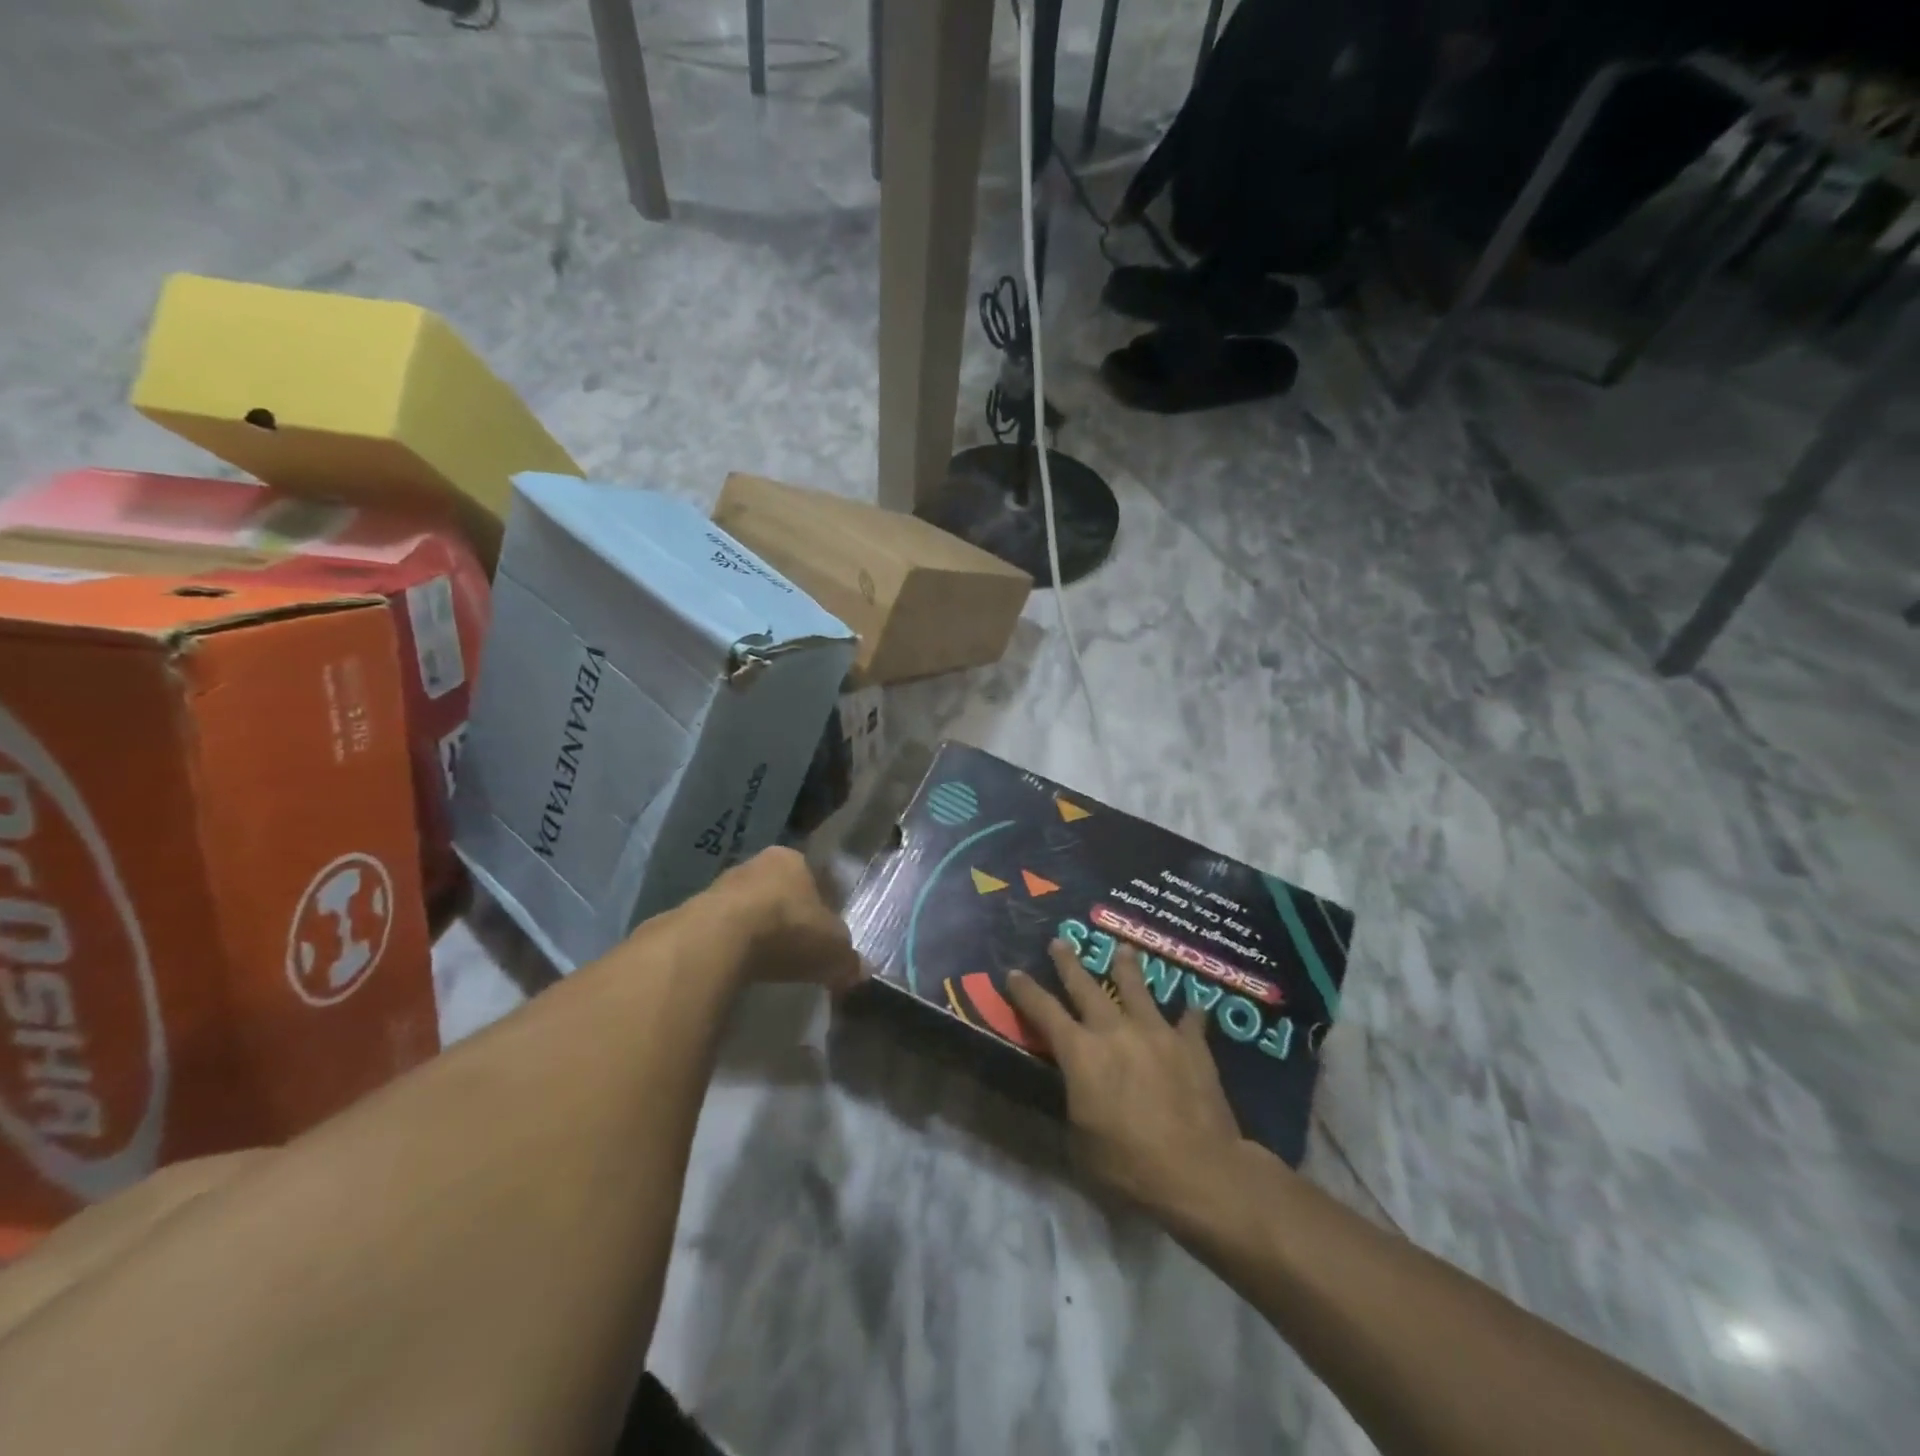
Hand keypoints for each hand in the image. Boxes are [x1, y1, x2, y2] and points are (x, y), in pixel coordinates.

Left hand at [710, 846, 863, 991]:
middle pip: (778, 890)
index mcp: (793, 860)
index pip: (814, 877)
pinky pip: (721, 931)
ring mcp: (720, 885)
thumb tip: (861, 971)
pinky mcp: (693, 912)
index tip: (823, 931)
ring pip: (747, 908)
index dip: (822, 904)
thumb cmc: (788, 929)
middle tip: (797, 948)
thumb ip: (848, 959)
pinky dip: (731, 947)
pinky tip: (738, 969)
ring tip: (766, 962)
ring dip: (756, 931)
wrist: (718, 940)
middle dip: (787, 915)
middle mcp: (756, 864)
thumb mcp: (833, 949)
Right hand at [1007, 941, 1244, 1216]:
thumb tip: (1077, 1088)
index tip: (1014, 972)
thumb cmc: (1128, 1164)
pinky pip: (1189, 1022)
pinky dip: (1189, 1015)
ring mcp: (1156, 1032)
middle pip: (1086, 987)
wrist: (1198, 1170)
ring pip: (1137, 989)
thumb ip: (1076, 1102)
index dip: (1026, 992)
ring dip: (1127, 967)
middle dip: (1069, 963)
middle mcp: (1114, 1030)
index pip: (1044, 1012)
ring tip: (1124, 949)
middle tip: (1060, 941)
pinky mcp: (1191, 1046)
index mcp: (1080, 1053)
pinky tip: (1194, 1006)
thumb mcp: (1081, 1140)